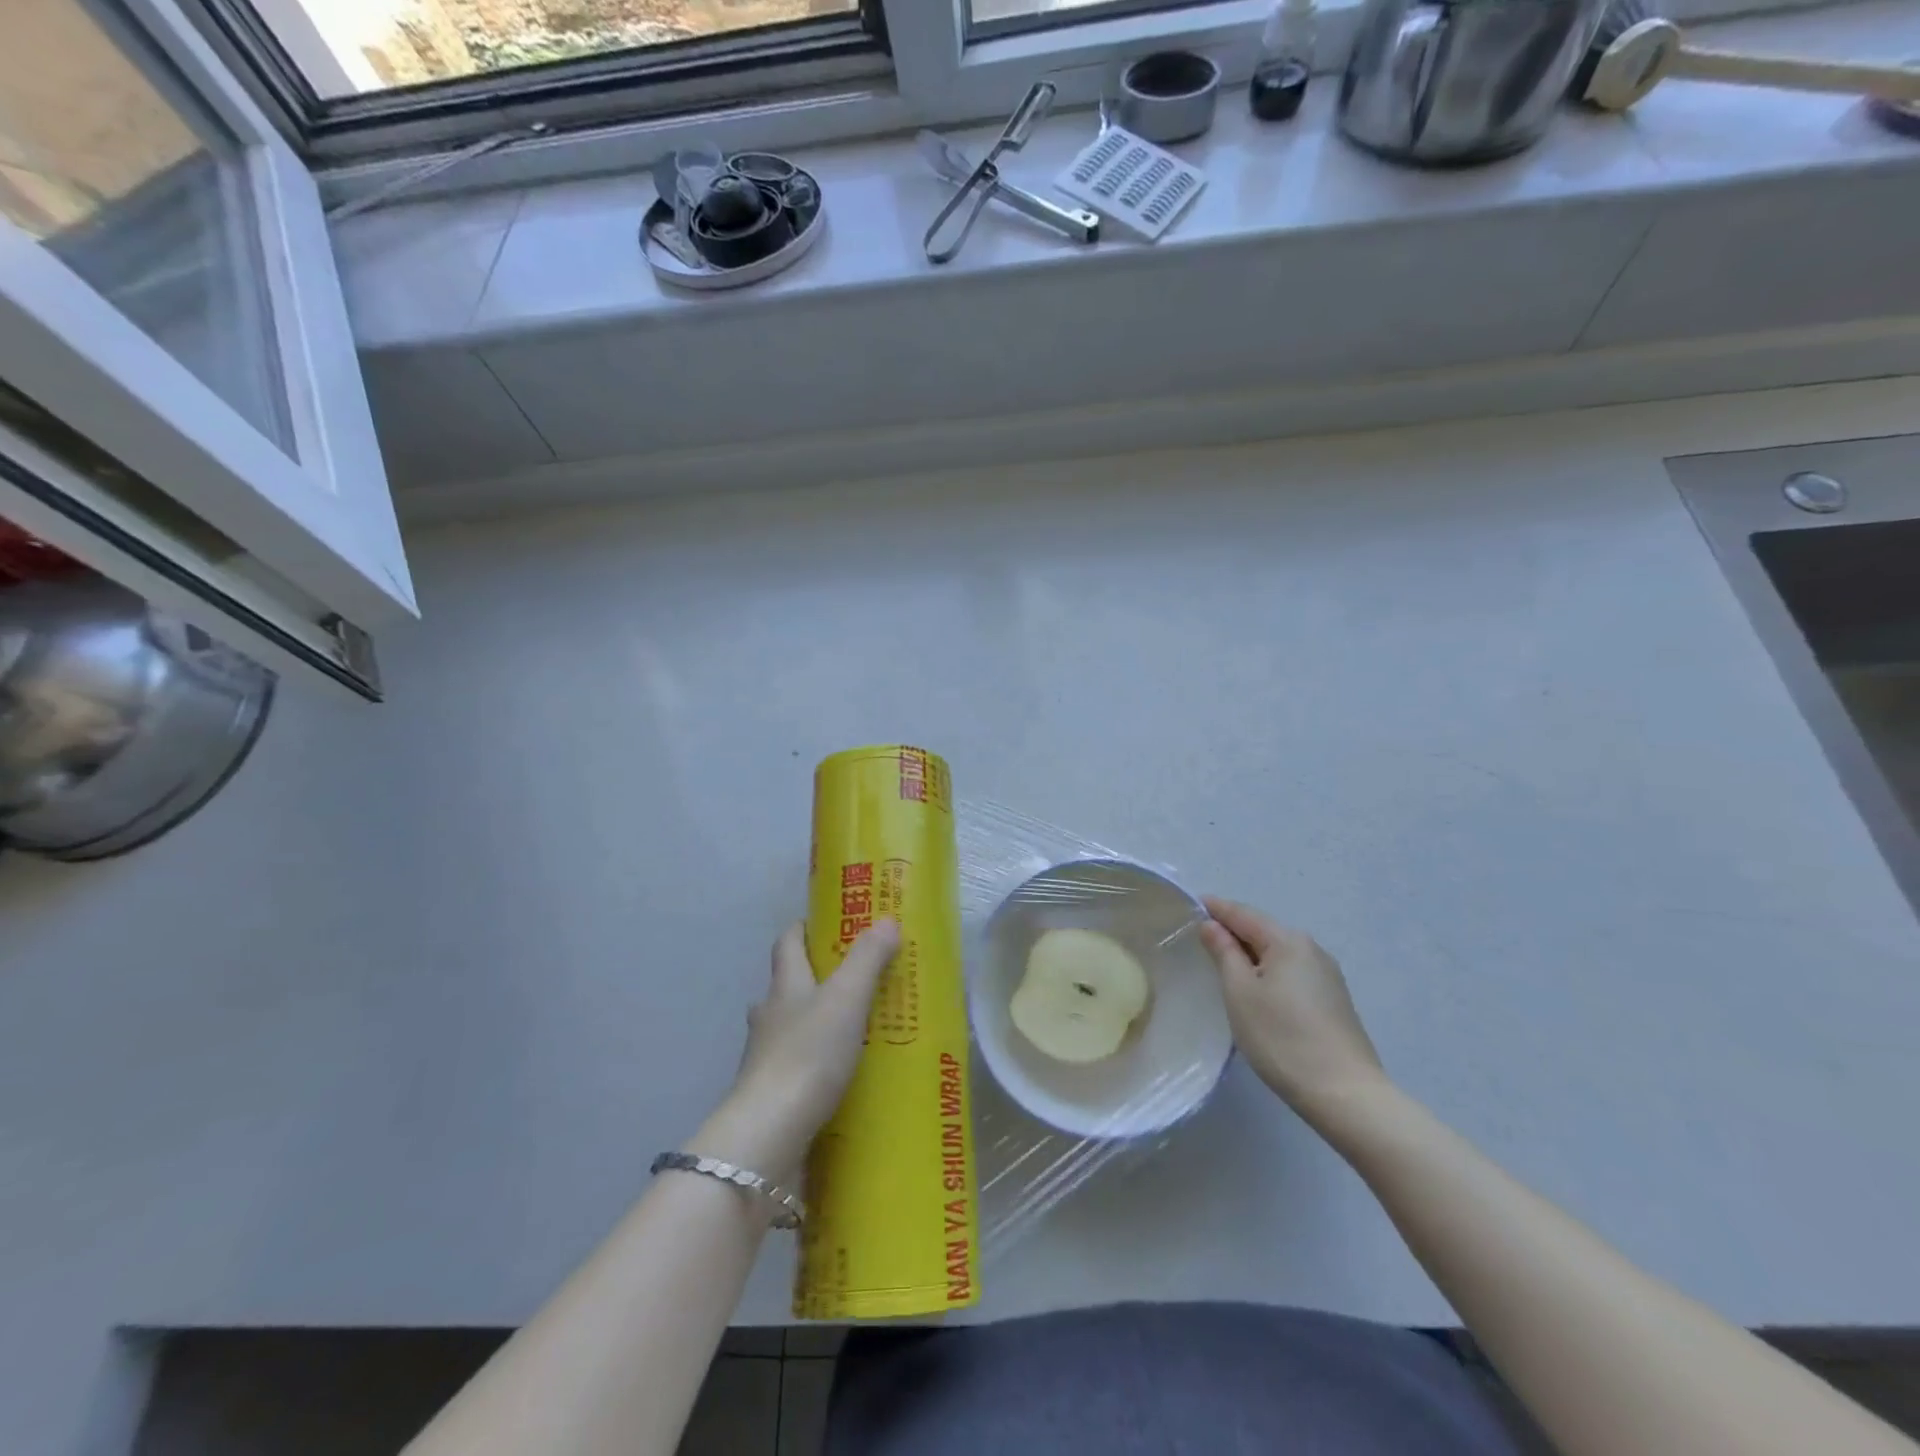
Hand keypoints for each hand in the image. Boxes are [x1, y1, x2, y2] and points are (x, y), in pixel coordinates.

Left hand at [696, 920, 899, 1180]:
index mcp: (785, 986)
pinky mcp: (772, 1092)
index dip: (804, 928)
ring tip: (854, 1027)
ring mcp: (766, 1056)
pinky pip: (797, 1065)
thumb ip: (867, 959)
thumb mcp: (846, 998)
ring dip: (816, 1022)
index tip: (827, 922)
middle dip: (815, 977)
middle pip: (788, 984)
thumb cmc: (809, 1053)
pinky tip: (841, 1073)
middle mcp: (769, 1016)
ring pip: (791, 1026)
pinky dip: (816, 1061)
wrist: (771, 1131)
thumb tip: (886, 920)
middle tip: (853, 978)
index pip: (788, 942)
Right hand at [1198, 897, 1386, 1124]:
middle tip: (1201, 934)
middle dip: (1233, 930)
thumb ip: (1224, 952)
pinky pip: (1292, 972)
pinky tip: (1257, 987)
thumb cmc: (1282, 1038)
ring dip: (1251, 953)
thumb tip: (1212, 926)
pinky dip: (1269, 971)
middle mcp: (1311, 950)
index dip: (1216, 909)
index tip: (1191, 904)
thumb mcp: (1240, 992)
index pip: (1243, 914)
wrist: (1345, 1094)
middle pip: (1263, 931)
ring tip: (1223, 961)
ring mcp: (1327, 976)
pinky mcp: (1334, 1000)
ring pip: (1279, 953)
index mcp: (1288, 941)